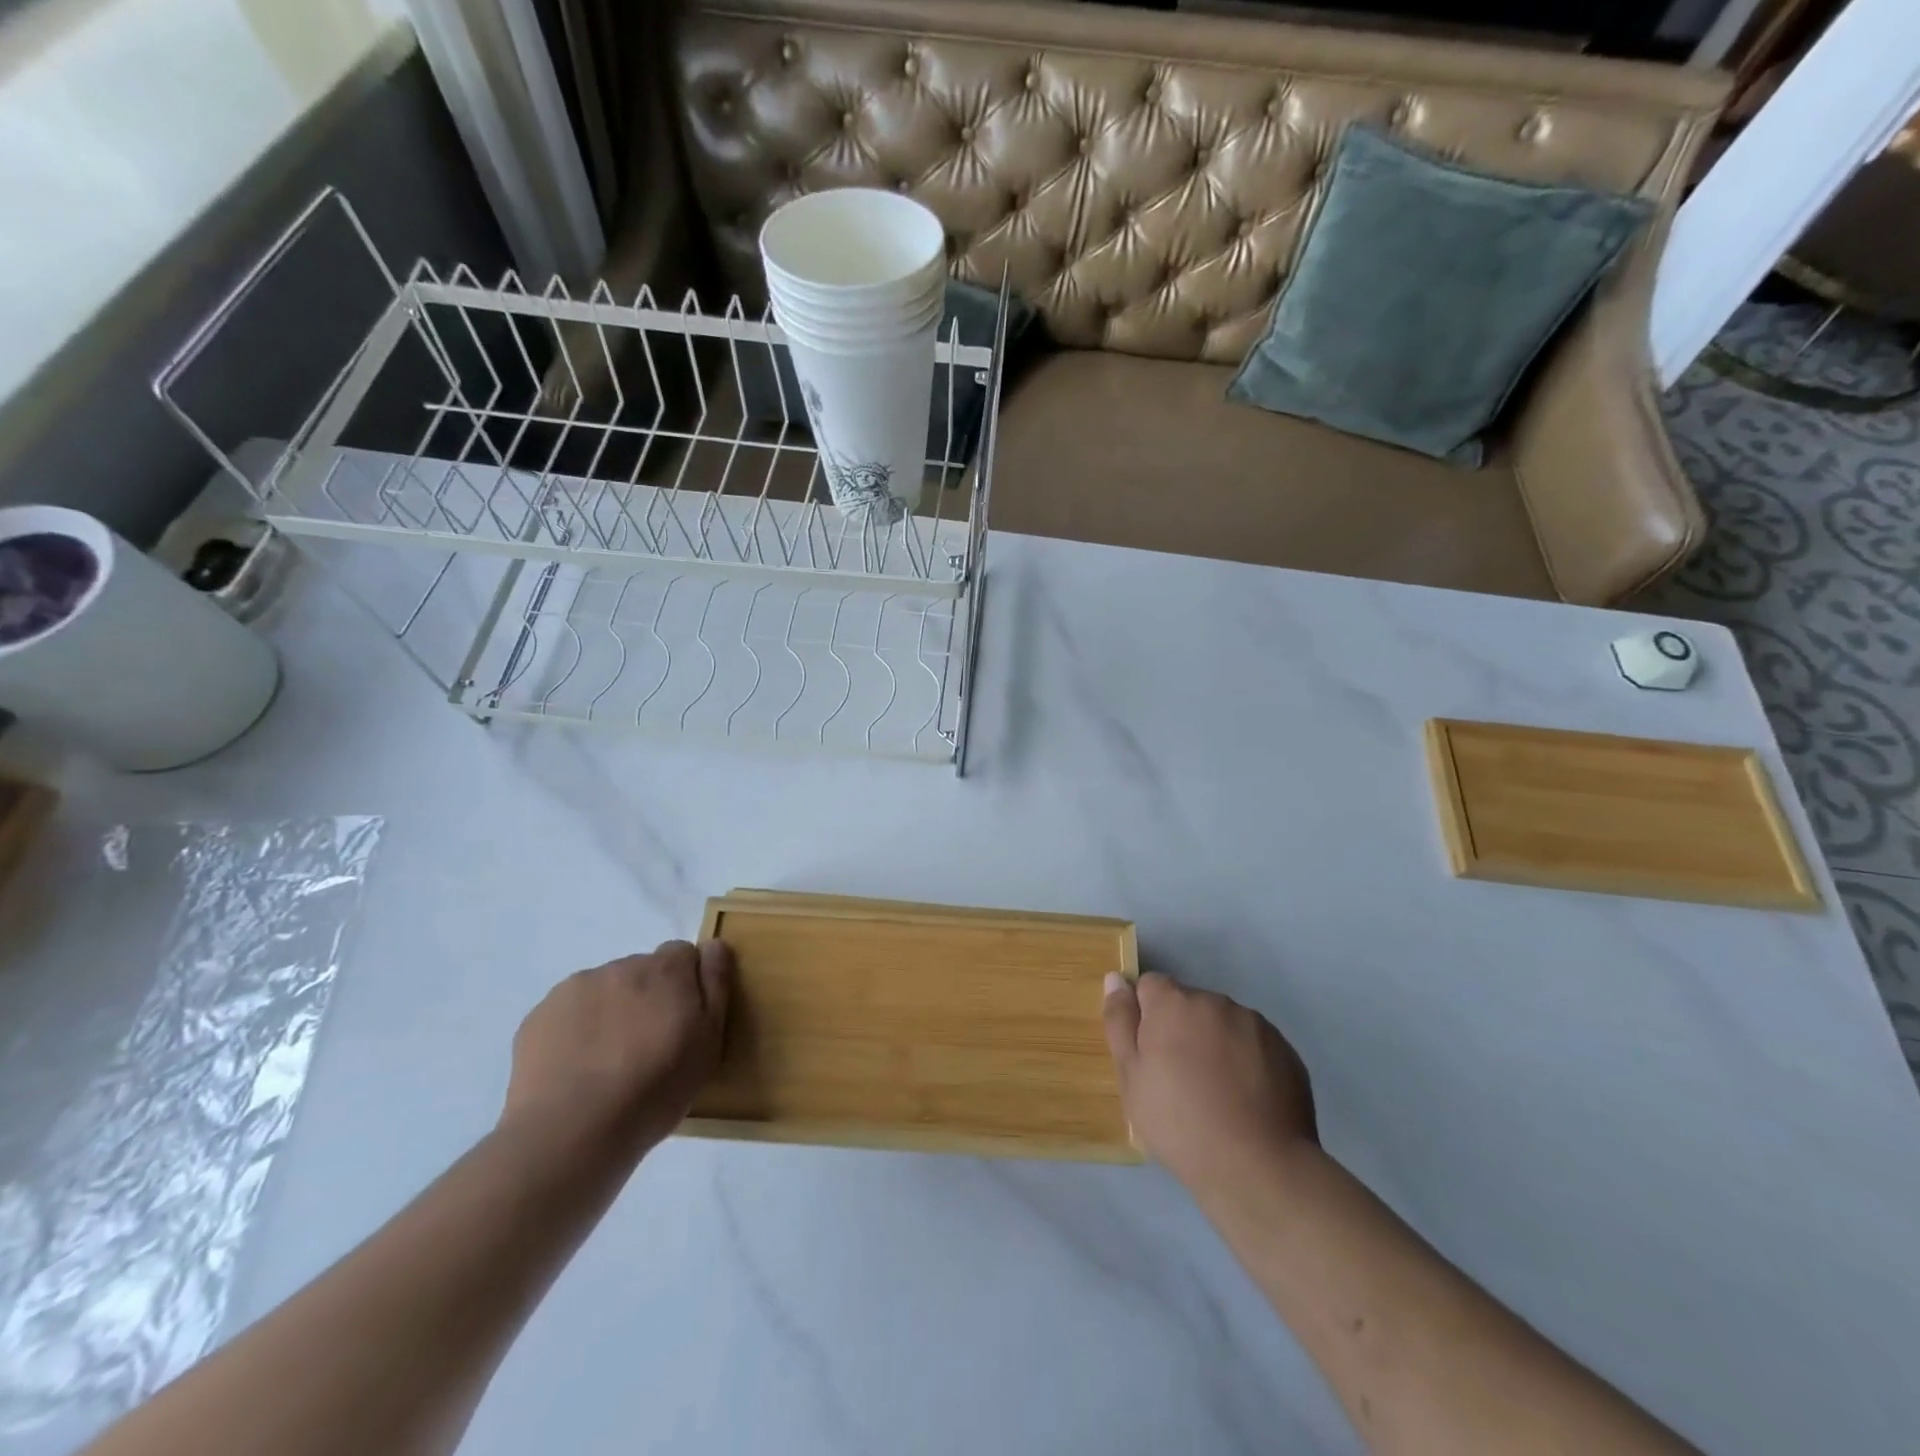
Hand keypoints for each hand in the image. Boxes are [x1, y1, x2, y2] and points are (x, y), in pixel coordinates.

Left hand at [501, 940, 730, 1155]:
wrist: (569, 1134)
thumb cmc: (654, 1090)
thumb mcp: (709, 1043)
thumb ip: (715, 986)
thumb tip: (714, 945)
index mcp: (666, 970)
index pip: (684, 954)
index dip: (687, 985)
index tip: (683, 1022)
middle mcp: (622, 966)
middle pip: (643, 970)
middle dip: (648, 997)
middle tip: (647, 1046)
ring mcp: (576, 988)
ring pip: (605, 989)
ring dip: (613, 1010)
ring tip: (609, 1062)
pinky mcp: (539, 1015)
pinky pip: (569, 1011)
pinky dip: (577, 1029)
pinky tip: (577, 1068)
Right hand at [1102, 971, 1316, 1197]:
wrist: (1258, 1168)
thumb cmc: (1180, 1123)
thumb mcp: (1131, 1077)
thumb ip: (1120, 1021)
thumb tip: (1115, 979)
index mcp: (1174, 1003)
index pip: (1151, 986)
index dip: (1146, 1016)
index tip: (1150, 1054)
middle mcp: (1216, 1002)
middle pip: (1189, 1004)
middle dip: (1182, 1030)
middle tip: (1181, 1080)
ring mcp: (1255, 1024)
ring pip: (1223, 1023)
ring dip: (1215, 1043)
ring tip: (1218, 1094)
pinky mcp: (1286, 1050)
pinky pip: (1254, 1045)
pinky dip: (1246, 1061)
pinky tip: (1246, 1101)